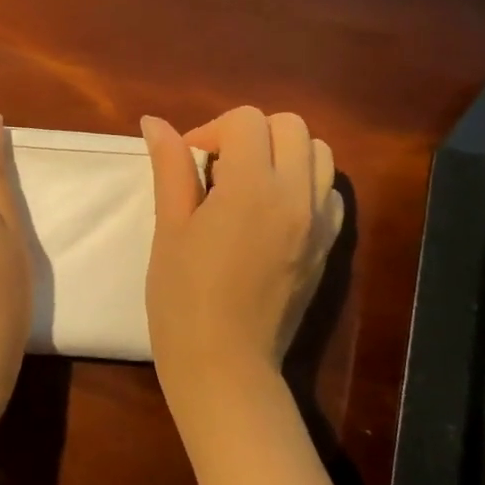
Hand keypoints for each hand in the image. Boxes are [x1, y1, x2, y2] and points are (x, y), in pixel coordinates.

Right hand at [142, 107, 343, 425]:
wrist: (224, 364)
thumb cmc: (183, 297)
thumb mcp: (170, 228)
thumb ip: (171, 167)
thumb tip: (154, 121)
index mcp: (252, 187)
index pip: (247, 120)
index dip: (212, 130)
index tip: (190, 162)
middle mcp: (296, 195)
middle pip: (291, 126)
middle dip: (252, 133)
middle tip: (219, 167)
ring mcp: (319, 222)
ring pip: (320, 154)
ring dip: (284, 153)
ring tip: (250, 183)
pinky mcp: (328, 247)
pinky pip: (330, 193)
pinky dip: (306, 185)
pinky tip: (275, 211)